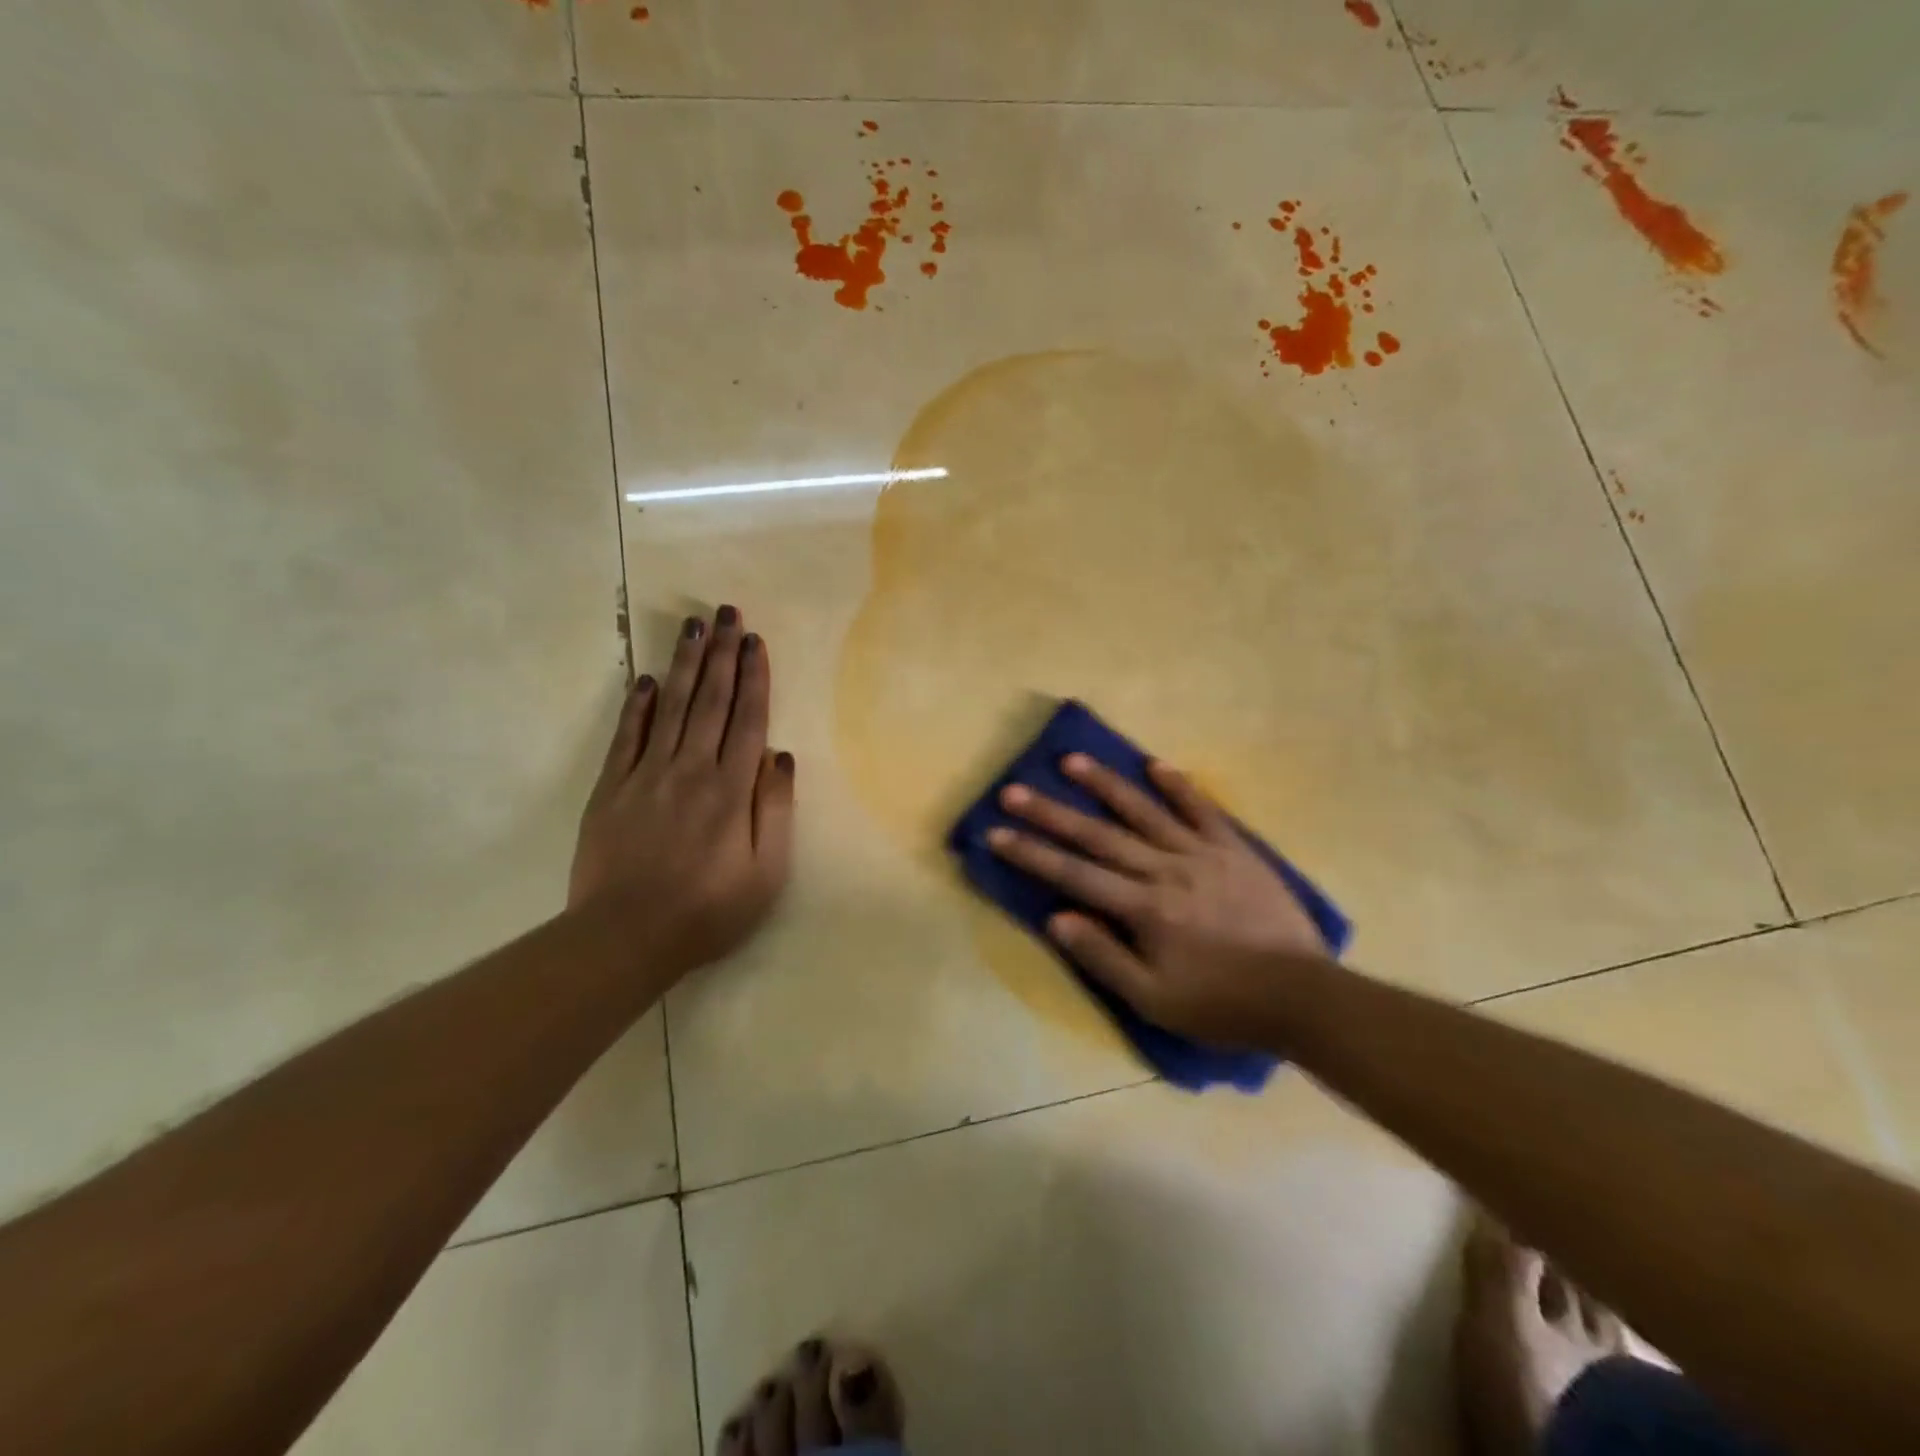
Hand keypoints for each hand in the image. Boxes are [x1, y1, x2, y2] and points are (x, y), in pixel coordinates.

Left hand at [569, 606, 794, 979]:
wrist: (624, 937)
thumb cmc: (708, 910)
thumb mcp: (766, 872)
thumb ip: (775, 809)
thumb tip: (780, 756)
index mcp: (731, 789)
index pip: (747, 719)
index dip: (753, 677)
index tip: (755, 641)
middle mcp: (691, 769)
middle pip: (710, 701)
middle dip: (722, 654)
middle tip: (726, 613)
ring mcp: (646, 775)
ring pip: (672, 707)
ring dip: (685, 665)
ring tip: (694, 627)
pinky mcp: (611, 789)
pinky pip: (627, 736)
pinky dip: (639, 705)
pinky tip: (648, 679)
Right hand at [986, 755, 1329, 1045]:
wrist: (1302, 996)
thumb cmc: (1222, 1005)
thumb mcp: (1155, 1001)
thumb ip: (1103, 957)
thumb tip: (1056, 918)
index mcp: (1144, 909)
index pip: (1074, 874)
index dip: (1031, 853)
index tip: (995, 833)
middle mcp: (1166, 870)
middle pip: (1098, 835)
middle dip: (1051, 812)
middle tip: (1013, 790)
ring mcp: (1202, 854)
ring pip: (1144, 811)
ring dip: (1104, 784)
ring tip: (1071, 760)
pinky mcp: (1235, 849)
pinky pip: (1203, 810)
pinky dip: (1179, 786)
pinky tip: (1155, 764)